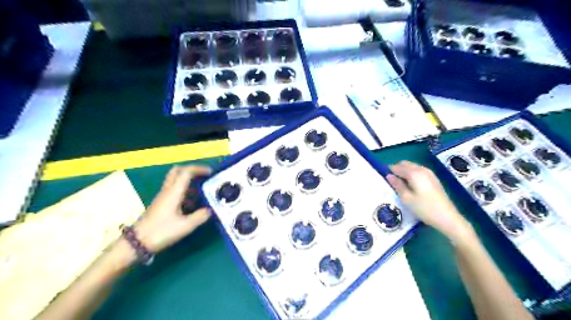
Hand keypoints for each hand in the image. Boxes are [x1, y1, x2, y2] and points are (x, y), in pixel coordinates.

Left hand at [134, 166, 210, 252]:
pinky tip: (193, 202)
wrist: (136, 243)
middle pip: (177, 171)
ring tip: (202, 189)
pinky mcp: (161, 204)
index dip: (199, 169)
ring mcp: (163, 197)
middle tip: (203, 175)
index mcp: (174, 192)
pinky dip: (185, 191)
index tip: (211, 172)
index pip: (186, 172)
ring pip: (175, 181)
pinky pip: (174, 190)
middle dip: (192, 170)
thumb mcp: (185, 226)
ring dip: (189, 181)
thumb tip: (211, 210)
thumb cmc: (161, 232)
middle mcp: (167, 191)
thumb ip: (200, 216)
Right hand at [388, 161, 472, 241]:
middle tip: (391, 182)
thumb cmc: (424, 208)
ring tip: (400, 185)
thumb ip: (397, 185)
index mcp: (414, 173)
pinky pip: (419, 171)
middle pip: (405, 164)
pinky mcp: (434, 179)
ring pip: (412, 167)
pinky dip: (412, 174)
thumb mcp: (406, 198)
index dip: (389, 171)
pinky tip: (411, 186)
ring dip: (404, 172)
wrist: (448, 218)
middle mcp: (422, 169)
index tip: (383, 178)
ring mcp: (430, 173)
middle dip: (397, 169)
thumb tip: (388, 175)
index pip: (397, 167)